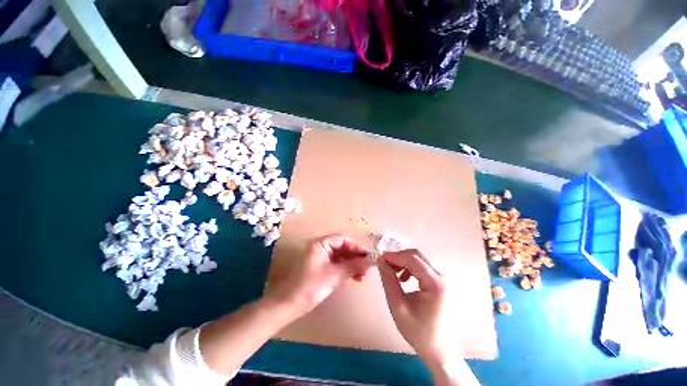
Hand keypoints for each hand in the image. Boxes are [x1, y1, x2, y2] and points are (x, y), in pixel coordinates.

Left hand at [264, 234, 370, 317]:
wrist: (289, 305)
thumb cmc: (311, 286)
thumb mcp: (334, 275)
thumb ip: (353, 266)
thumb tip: (371, 260)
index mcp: (321, 244)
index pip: (342, 239)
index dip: (356, 246)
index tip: (367, 256)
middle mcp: (321, 248)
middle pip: (342, 248)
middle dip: (355, 257)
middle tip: (367, 267)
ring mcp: (320, 259)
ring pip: (340, 257)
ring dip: (352, 265)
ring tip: (363, 275)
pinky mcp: (320, 269)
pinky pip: (336, 265)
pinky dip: (345, 270)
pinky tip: (355, 277)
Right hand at [378, 249, 452, 361]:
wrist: (436, 346)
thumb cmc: (417, 329)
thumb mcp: (397, 305)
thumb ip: (388, 280)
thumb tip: (381, 261)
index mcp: (435, 284)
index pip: (413, 260)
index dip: (395, 256)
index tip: (380, 258)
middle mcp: (442, 276)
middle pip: (417, 255)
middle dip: (399, 257)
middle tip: (385, 264)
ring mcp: (442, 277)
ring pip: (419, 258)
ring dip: (403, 261)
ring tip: (392, 272)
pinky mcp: (438, 280)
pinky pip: (422, 265)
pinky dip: (409, 266)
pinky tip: (403, 278)